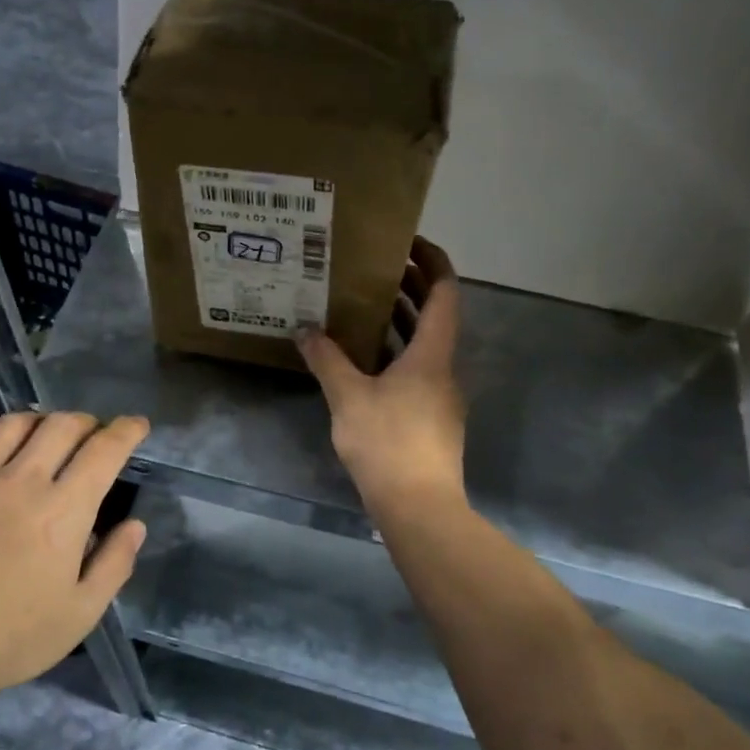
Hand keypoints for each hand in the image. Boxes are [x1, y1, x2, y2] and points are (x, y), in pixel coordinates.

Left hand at [0, 411, 148, 707]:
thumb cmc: (8, 637)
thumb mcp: (79, 615)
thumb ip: (114, 565)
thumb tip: (135, 526)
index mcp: (64, 509)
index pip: (104, 451)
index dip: (126, 431)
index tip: (137, 425)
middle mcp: (23, 480)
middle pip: (61, 426)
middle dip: (86, 422)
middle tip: (93, 434)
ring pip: (13, 424)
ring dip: (39, 420)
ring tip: (46, 432)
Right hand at [298, 237, 466, 513]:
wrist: (419, 506)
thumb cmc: (388, 443)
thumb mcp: (348, 397)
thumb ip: (326, 358)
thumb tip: (304, 329)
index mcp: (432, 353)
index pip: (444, 291)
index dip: (431, 261)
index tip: (406, 242)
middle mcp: (443, 367)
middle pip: (435, 314)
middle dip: (409, 286)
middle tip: (373, 267)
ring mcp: (440, 394)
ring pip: (424, 344)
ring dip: (400, 320)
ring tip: (362, 304)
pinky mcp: (431, 417)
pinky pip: (416, 369)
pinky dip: (395, 352)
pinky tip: (363, 358)